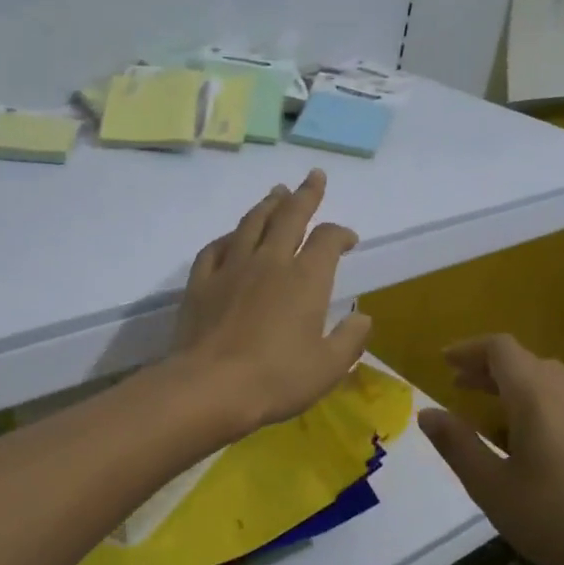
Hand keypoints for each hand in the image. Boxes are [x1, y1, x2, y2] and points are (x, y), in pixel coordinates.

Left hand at [174, 170, 372, 433]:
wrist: (210, 387)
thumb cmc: (277, 379)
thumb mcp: (328, 367)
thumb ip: (350, 339)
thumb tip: (362, 317)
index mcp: (306, 279)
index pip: (327, 240)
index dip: (340, 233)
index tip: (348, 239)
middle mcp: (270, 262)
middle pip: (289, 216)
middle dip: (305, 194)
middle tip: (313, 177)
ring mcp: (232, 268)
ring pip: (252, 223)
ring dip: (268, 205)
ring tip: (276, 193)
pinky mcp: (201, 282)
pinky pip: (216, 248)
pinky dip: (229, 237)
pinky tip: (232, 236)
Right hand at [418, 335, 563, 564]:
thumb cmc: (553, 519)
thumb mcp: (490, 486)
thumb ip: (457, 444)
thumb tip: (427, 413)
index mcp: (536, 396)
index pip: (500, 349)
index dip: (469, 350)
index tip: (445, 362)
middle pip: (525, 360)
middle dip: (489, 368)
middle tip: (460, 385)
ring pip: (550, 378)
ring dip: (516, 383)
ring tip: (492, 408)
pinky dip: (542, 401)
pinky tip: (534, 435)